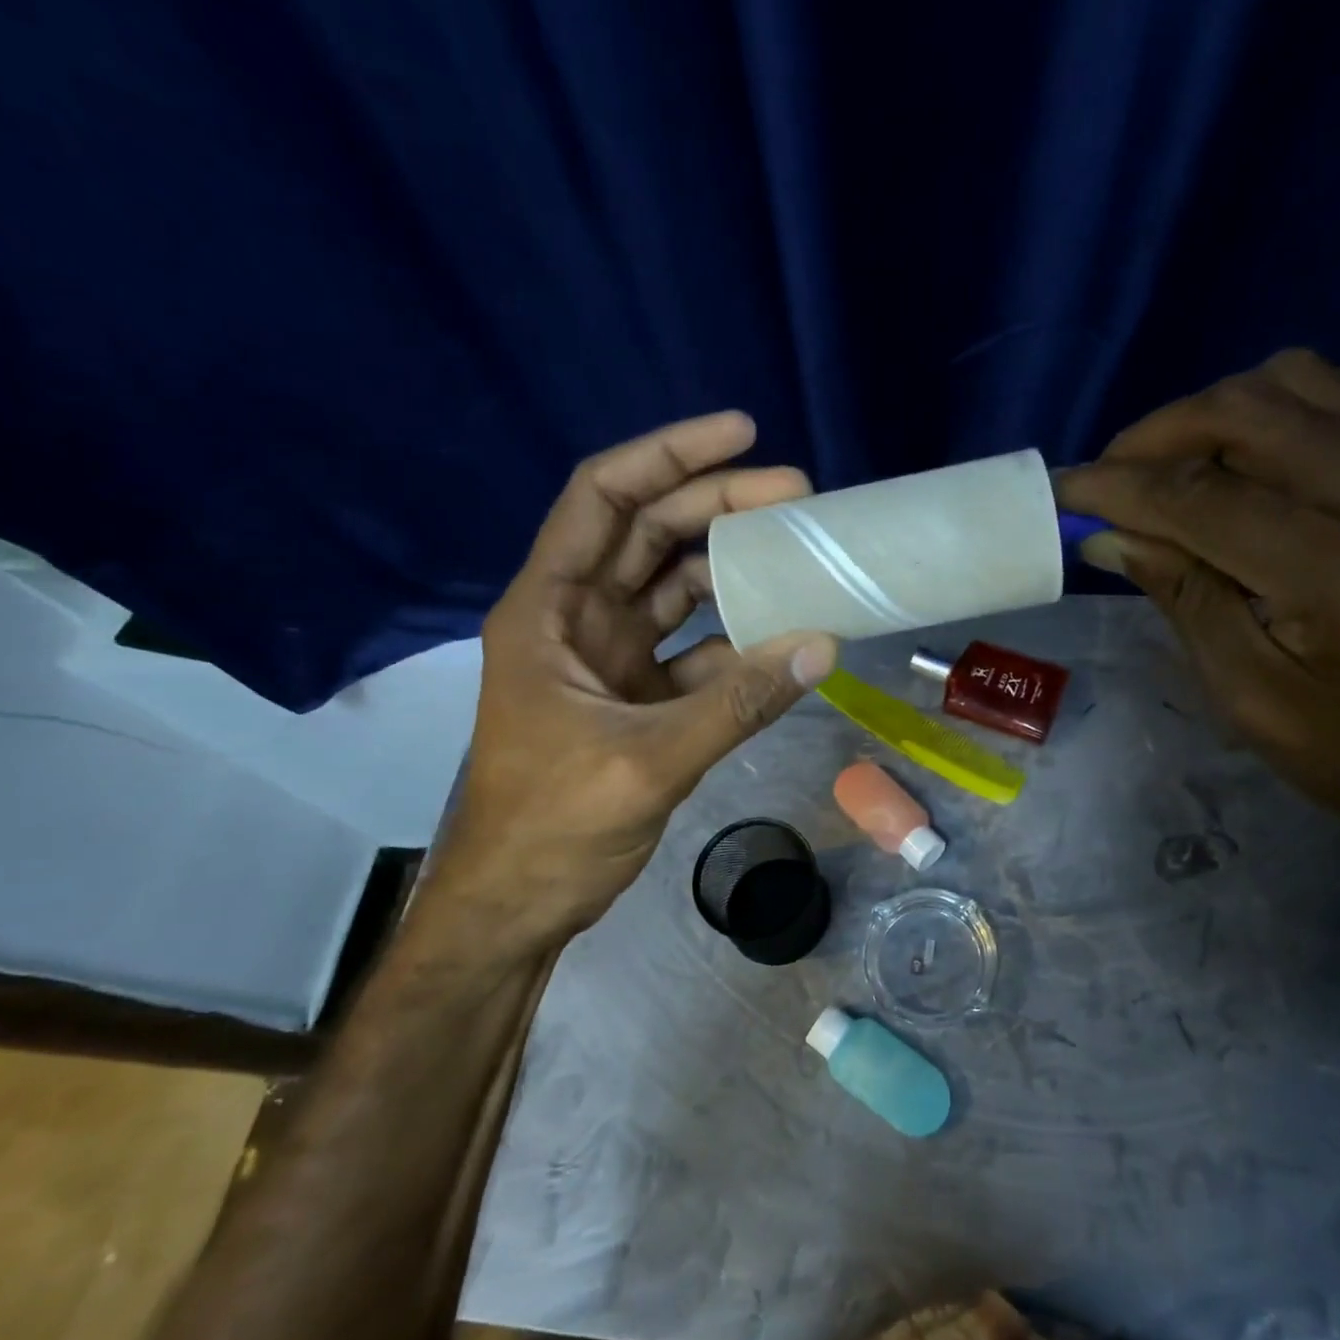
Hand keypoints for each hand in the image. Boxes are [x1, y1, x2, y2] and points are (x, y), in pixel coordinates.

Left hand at [422, 412, 837, 952]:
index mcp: (549, 610)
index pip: (604, 499)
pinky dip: (738, 642)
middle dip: (719, 506)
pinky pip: (697, 651)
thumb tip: (822, 645)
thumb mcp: (645, 761)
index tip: (741, 433)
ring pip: (677, 590)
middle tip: (796, 494)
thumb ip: (736, 703)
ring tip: (799, 553)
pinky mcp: (638, 699)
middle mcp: (578, 620)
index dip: (669, 456)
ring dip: (733, 569)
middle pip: (650, 534)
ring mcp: (611, 660)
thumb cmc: (551, 828)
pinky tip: (783, 639)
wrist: (517, 906)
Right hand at [1058, 349, 1339, 857]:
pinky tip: (1252, 458)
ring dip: (1216, 412)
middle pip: (1253, 412)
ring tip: (1174, 467)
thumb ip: (1183, 598)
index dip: (1121, 486)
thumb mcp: (1248, 698)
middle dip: (1159, 434)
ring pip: (1303, 382)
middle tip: (1110, 476)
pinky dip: (1282, 407)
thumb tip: (1111, 533)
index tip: (1063, 488)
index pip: (1207, 498)